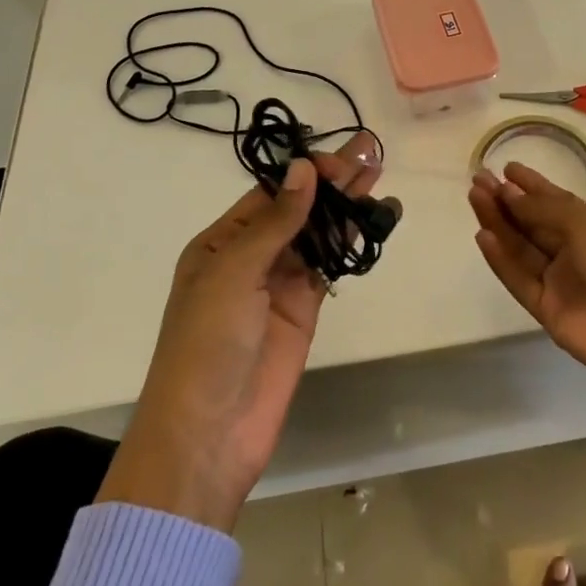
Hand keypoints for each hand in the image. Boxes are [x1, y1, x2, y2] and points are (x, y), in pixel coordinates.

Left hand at [98, 134, 381, 530]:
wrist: (209, 433)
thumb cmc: (207, 342)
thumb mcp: (234, 273)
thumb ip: (276, 222)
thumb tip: (304, 169)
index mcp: (221, 243)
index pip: (269, 194)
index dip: (305, 173)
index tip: (340, 160)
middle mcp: (251, 257)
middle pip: (298, 208)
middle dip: (332, 181)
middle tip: (371, 152)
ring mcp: (280, 284)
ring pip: (319, 234)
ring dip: (346, 205)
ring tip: (379, 174)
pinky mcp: (305, 310)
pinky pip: (331, 266)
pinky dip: (352, 243)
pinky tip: (376, 220)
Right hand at [468, 163, 585, 391]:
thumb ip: (543, 210)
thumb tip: (510, 194)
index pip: (556, 201)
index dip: (531, 185)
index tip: (506, 169)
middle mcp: (575, 252)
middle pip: (533, 223)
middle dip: (506, 201)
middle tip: (479, 180)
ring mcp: (559, 281)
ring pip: (521, 247)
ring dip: (498, 223)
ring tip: (474, 197)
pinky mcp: (546, 309)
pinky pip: (519, 279)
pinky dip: (500, 258)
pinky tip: (483, 235)